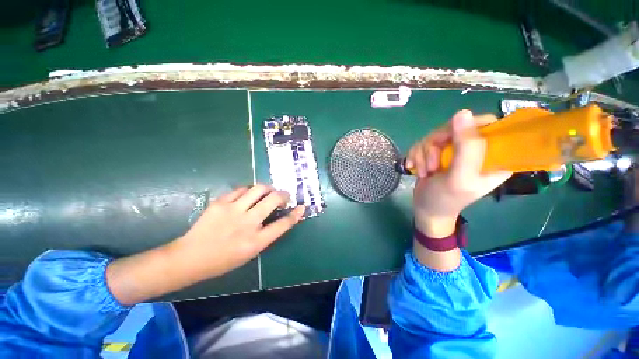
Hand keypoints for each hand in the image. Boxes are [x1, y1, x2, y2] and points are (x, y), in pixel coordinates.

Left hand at [107, 185, 304, 304]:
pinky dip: (249, 190)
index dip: (295, 214)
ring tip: (268, 192)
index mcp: (256, 241)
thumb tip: (278, 218)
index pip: (283, 224)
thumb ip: (266, 234)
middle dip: (283, 194)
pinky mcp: (221, 202)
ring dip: (268, 189)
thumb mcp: (250, 252)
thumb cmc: (223, 260)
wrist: (190, 257)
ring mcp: (233, 210)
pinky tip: (248, 195)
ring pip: (259, 189)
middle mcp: (247, 223)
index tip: (302, 207)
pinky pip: (242, 189)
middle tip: (284, 195)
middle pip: (273, 199)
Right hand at [407, 110, 511, 237]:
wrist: (425, 209)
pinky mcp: (437, 153)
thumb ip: (467, 148)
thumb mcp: (460, 177)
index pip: (487, 124)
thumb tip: (462, 113)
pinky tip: (415, 167)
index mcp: (494, 155)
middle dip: (436, 145)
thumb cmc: (446, 199)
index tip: (449, 143)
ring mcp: (454, 150)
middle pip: (455, 127)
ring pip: (435, 135)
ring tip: (425, 172)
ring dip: (424, 153)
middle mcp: (475, 149)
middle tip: (433, 165)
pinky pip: (422, 142)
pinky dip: (416, 155)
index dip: (466, 128)